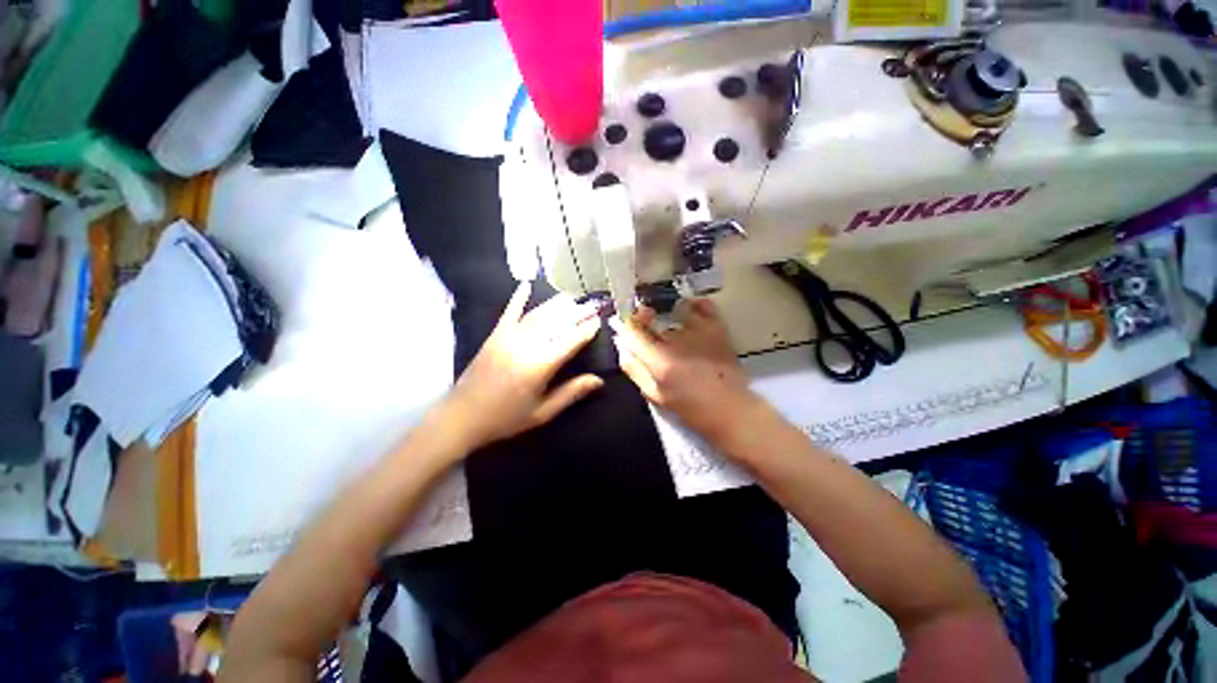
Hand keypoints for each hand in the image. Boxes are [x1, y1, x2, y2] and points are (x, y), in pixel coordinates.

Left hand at [443, 281, 603, 450]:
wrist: (462, 417)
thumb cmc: (506, 418)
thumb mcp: (543, 412)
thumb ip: (571, 393)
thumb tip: (599, 380)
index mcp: (539, 366)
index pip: (569, 341)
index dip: (585, 330)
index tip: (599, 321)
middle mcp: (525, 345)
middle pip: (556, 324)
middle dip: (576, 313)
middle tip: (592, 306)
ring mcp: (508, 337)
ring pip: (537, 315)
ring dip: (556, 305)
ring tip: (572, 297)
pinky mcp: (495, 336)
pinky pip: (509, 313)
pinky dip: (518, 298)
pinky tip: (526, 284)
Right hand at [612, 299, 763, 446]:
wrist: (731, 410)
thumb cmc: (691, 408)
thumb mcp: (655, 396)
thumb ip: (635, 370)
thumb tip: (621, 348)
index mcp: (659, 361)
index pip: (632, 331)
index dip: (624, 325)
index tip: (622, 324)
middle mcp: (677, 341)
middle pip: (650, 316)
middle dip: (641, 316)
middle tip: (642, 321)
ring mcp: (699, 332)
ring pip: (672, 309)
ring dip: (664, 312)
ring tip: (664, 319)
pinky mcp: (717, 329)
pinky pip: (703, 306)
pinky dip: (693, 304)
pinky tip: (688, 310)